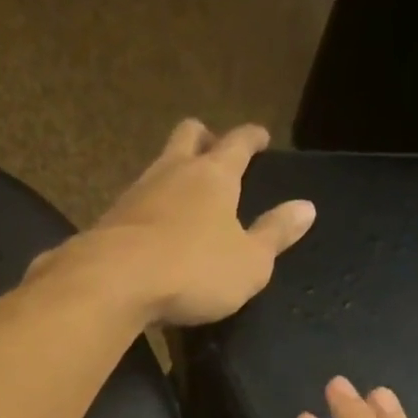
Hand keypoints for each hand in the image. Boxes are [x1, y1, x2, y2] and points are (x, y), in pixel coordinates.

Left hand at [37, 120, 315, 325]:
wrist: (116, 281)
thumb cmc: (193, 271)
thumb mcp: (249, 263)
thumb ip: (275, 235)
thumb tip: (306, 207)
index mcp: (214, 176)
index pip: (238, 143)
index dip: (252, 137)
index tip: (260, 136)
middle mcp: (174, 171)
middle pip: (188, 136)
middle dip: (205, 138)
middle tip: (214, 148)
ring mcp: (137, 192)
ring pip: (158, 166)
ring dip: (173, 172)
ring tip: (182, 193)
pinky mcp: (111, 219)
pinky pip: (136, 202)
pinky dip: (150, 207)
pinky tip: (152, 227)